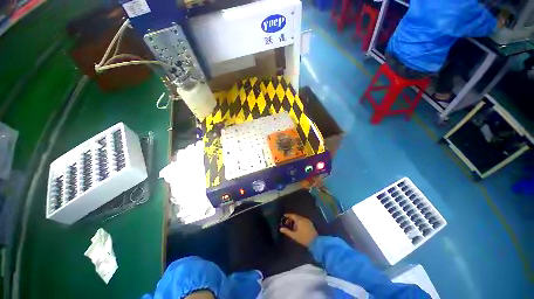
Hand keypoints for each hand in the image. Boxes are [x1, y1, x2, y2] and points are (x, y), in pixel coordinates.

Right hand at [279, 213, 317, 246]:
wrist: (316, 242)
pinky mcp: (310, 223)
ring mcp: (307, 221)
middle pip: (296, 216)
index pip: (292, 215)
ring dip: (296, 219)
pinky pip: (303, 220)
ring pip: (300, 218)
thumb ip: (287, 231)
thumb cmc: (303, 238)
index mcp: (299, 220)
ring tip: (292, 223)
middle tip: (287, 220)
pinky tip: (298, 225)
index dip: (288, 215)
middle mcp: (303, 219)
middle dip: (291, 217)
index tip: (284, 216)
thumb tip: (281, 228)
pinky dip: (300, 221)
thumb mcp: (294, 236)